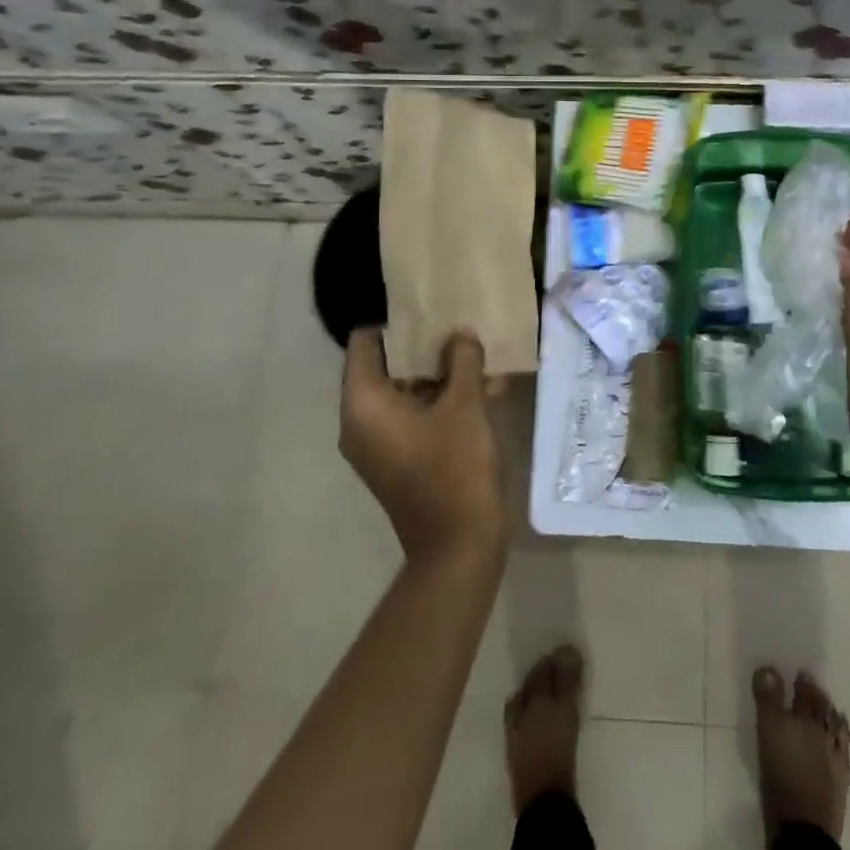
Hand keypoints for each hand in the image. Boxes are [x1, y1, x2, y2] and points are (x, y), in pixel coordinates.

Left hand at [340, 327, 506, 566]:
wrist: (459, 546)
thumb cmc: (454, 467)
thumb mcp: (464, 404)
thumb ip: (463, 360)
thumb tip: (461, 334)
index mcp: (364, 404)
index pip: (365, 343)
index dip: (395, 320)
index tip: (427, 304)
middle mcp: (363, 421)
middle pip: (389, 365)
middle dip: (426, 344)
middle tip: (459, 320)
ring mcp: (382, 443)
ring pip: (409, 390)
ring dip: (442, 372)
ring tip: (479, 348)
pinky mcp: (403, 457)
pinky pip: (419, 415)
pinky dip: (445, 400)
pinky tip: (487, 386)